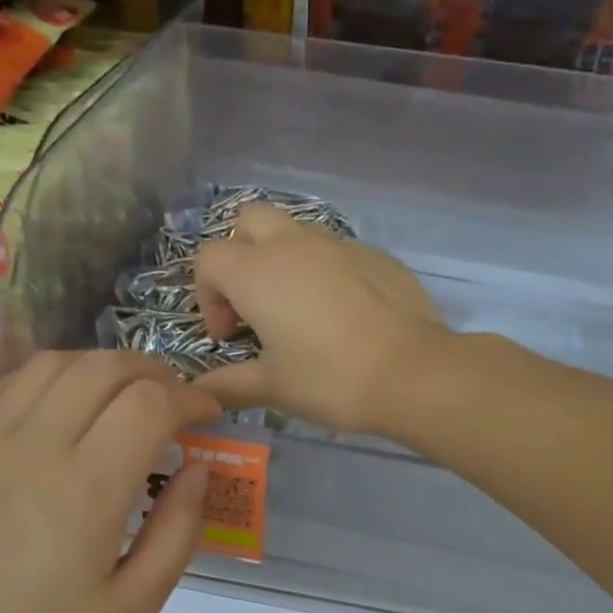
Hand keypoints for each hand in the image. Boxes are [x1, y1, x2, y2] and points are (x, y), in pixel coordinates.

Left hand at [0, 351, 219, 612]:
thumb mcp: (137, 603)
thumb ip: (178, 528)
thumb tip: (198, 468)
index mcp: (87, 488)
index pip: (149, 403)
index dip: (191, 397)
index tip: (209, 417)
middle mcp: (37, 447)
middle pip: (104, 368)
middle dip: (154, 373)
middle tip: (177, 404)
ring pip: (55, 363)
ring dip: (103, 367)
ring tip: (127, 396)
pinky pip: (10, 384)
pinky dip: (51, 376)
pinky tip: (68, 402)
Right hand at [193, 203, 448, 434]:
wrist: (413, 373)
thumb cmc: (331, 380)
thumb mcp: (274, 388)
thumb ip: (229, 384)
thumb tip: (199, 391)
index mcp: (258, 272)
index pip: (209, 259)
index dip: (208, 296)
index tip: (228, 336)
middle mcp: (294, 244)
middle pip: (249, 222)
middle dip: (240, 255)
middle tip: (254, 304)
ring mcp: (339, 244)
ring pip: (295, 231)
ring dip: (283, 261)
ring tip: (298, 310)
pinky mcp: (376, 255)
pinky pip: (336, 251)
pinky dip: (325, 272)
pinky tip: (342, 315)